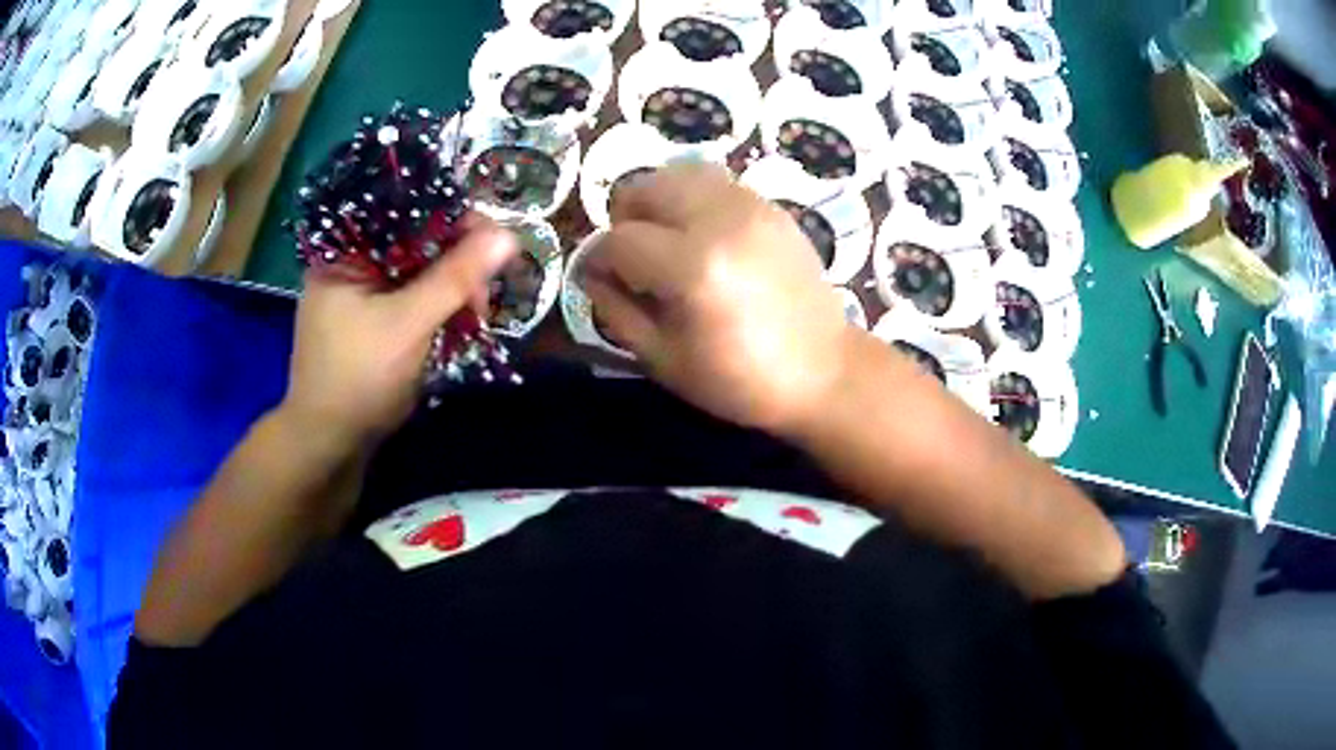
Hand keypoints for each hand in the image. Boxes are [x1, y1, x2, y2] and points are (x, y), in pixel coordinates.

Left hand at [280, 214, 516, 451]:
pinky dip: (438, 306)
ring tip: (473, 318)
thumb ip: (455, 278)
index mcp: (347, 249)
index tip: (493, 247)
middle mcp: (352, 260)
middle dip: (457, 263)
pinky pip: (412, 294)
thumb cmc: (359, 378)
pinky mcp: (371, 316)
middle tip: (482, 299)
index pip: (408, 210)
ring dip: (452, 288)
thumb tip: (508, 236)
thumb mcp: (408, 325)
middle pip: (417, 239)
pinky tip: (457, 323)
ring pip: (419, 268)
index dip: (455, 220)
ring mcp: (361, 290)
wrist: (329, 442)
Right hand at [582, 163, 855, 435]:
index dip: (598, 260)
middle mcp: (720, 221)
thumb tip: (591, 272)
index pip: (617, 240)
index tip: (601, 280)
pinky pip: (715, 182)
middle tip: (635, 257)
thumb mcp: (664, 360)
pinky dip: (694, 199)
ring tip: (667, 239)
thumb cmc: (740, 380)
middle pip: (644, 187)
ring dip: (659, 201)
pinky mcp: (770, 206)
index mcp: (692, 268)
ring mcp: (750, 206)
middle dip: (625, 219)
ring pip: (679, 173)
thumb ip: (616, 310)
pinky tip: (703, 236)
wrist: (823, 371)